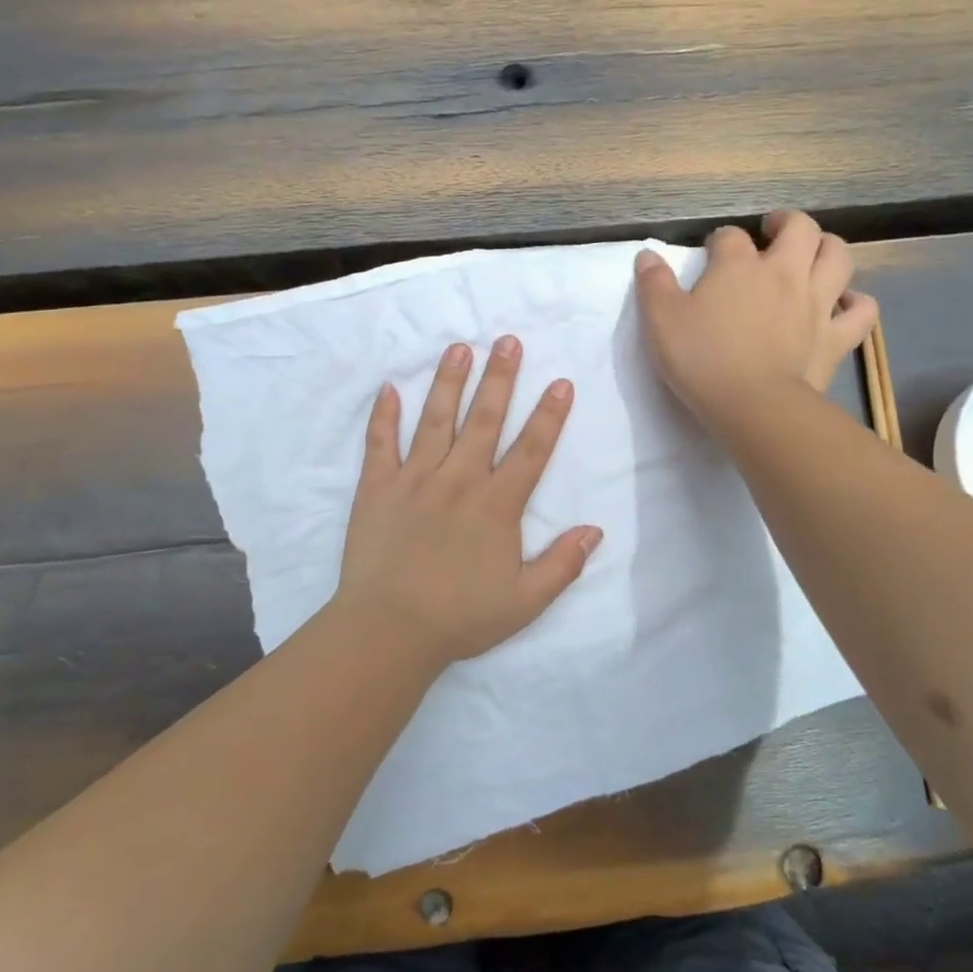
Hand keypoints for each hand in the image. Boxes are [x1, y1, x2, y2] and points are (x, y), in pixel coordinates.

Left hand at [333, 335, 602, 666]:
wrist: (390, 630)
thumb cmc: (461, 617)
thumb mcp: (525, 601)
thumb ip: (562, 564)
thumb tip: (595, 530)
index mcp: (497, 505)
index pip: (531, 451)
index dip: (549, 416)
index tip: (561, 382)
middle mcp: (459, 480)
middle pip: (484, 420)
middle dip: (500, 378)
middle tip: (507, 341)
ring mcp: (415, 479)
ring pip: (435, 419)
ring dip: (449, 382)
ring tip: (460, 348)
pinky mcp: (378, 487)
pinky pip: (380, 443)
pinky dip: (384, 415)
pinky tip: (389, 388)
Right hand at [634, 211, 877, 431]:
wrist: (754, 406)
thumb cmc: (702, 360)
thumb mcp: (660, 321)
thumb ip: (653, 285)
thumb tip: (647, 256)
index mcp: (738, 266)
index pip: (729, 236)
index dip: (719, 241)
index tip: (710, 255)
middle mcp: (783, 273)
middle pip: (799, 228)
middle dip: (786, 223)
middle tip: (772, 232)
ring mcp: (817, 303)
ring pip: (838, 257)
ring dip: (827, 248)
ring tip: (812, 255)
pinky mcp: (837, 337)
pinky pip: (862, 310)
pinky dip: (856, 302)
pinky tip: (843, 304)